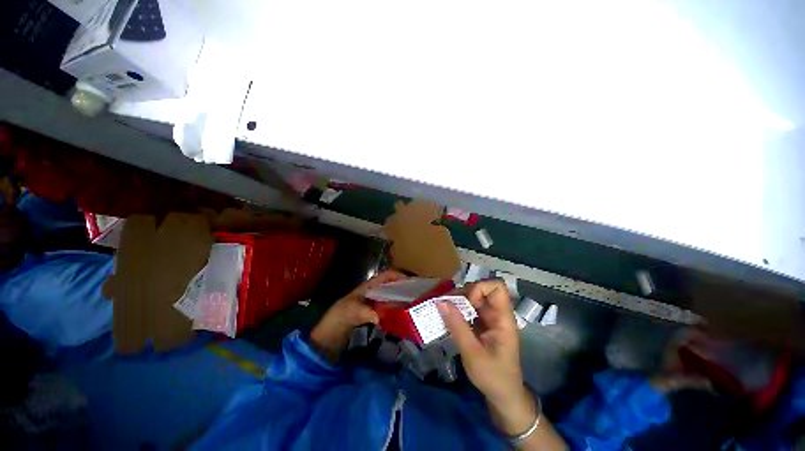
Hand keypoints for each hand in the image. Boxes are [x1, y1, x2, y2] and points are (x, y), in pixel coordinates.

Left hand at [310, 270, 406, 362]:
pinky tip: (402, 318)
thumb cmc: (338, 318)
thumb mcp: (351, 312)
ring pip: (390, 297)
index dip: (399, 275)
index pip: (386, 275)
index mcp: (367, 286)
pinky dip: (395, 311)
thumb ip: (366, 312)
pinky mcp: (372, 315)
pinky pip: (387, 310)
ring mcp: (372, 304)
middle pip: (391, 285)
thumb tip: (380, 317)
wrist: (328, 336)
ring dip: (400, 299)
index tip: (412, 282)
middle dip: (403, 287)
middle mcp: (372, 292)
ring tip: (413, 305)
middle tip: (417, 295)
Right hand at [437, 280, 535, 435]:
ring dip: (457, 301)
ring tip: (443, 310)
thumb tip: (441, 302)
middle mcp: (497, 313)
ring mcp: (489, 318)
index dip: (480, 288)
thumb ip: (457, 326)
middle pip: (481, 289)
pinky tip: (446, 317)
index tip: (467, 302)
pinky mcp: (481, 323)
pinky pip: (468, 308)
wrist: (502, 396)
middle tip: (446, 305)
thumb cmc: (493, 376)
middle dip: (463, 293)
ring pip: (472, 297)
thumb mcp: (472, 353)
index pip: (497, 287)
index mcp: (503, 318)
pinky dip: (457, 310)